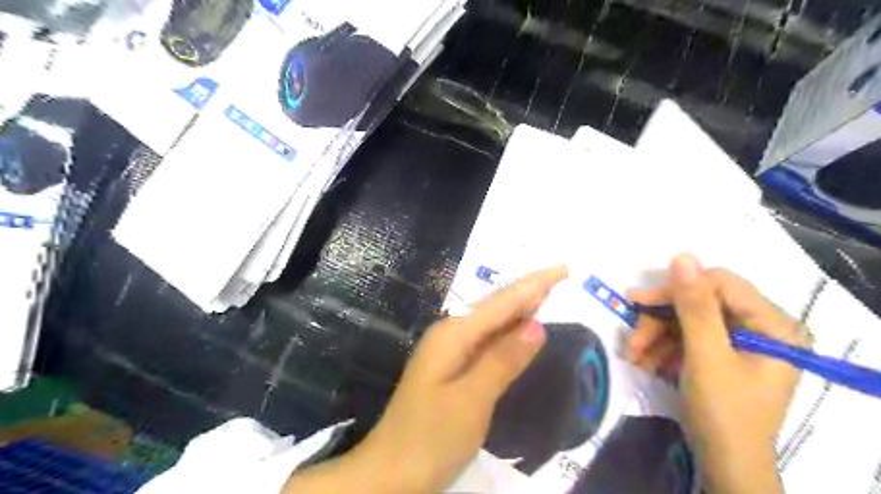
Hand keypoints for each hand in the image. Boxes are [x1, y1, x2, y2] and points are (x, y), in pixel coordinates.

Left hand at [286, 267, 566, 493]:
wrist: (389, 471)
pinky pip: (486, 341)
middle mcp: (450, 335)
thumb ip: (503, 360)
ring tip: (547, 294)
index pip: (502, 302)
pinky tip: (518, 331)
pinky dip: (507, 332)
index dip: (533, 284)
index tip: (563, 268)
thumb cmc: (430, 438)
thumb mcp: (471, 400)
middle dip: (527, 290)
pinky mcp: (451, 369)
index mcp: (453, 335)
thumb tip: (537, 325)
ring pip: (491, 322)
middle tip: (560, 276)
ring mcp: (449, 352)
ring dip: (519, 308)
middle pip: (495, 305)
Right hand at [625, 254, 802, 493]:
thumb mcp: (706, 356)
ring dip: (654, 337)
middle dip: (659, 322)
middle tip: (632, 339)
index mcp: (772, 324)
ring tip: (633, 357)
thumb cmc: (725, 413)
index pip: (719, 284)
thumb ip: (695, 306)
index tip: (636, 301)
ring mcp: (737, 342)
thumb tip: (682, 256)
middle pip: (697, 304)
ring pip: (684, 321)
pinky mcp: (719, 354)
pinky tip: (645, 363)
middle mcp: (758, 327)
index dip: (676, 289)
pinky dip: (661, 349)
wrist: (725, 466)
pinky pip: (684, 339)